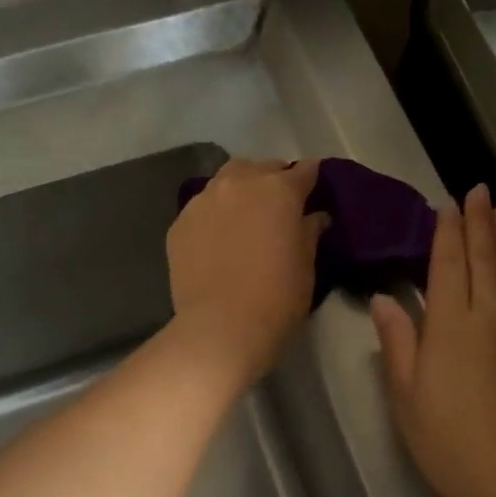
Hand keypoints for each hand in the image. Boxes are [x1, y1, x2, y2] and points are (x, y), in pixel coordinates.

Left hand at [167, 158, 328, 389]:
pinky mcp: (180, 223)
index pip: (304, 171)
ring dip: (241, 190)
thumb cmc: (277, 298)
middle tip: (280, 205)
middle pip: (261, 168)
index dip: (312, 178)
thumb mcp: (306, 266)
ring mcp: (204, 200)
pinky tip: (218, 238)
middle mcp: (240, 184)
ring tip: (245, 215)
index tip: (316, 189)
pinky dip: (215, 214)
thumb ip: (310, 232)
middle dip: (273, 179)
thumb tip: (315, 216)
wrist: (220, 327)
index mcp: (279, 190)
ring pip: (226, 180)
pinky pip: (203, 207)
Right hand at [371, 185, 495, 496]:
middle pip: (486, 258)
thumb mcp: (407, 395)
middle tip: (479, 191)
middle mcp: (492, 315)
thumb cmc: (451, 440)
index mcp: (453, 323)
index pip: (450, 264)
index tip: (448, 203)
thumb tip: (385, 300)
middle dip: (480, 222)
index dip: (448, 231)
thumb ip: (398, 342)